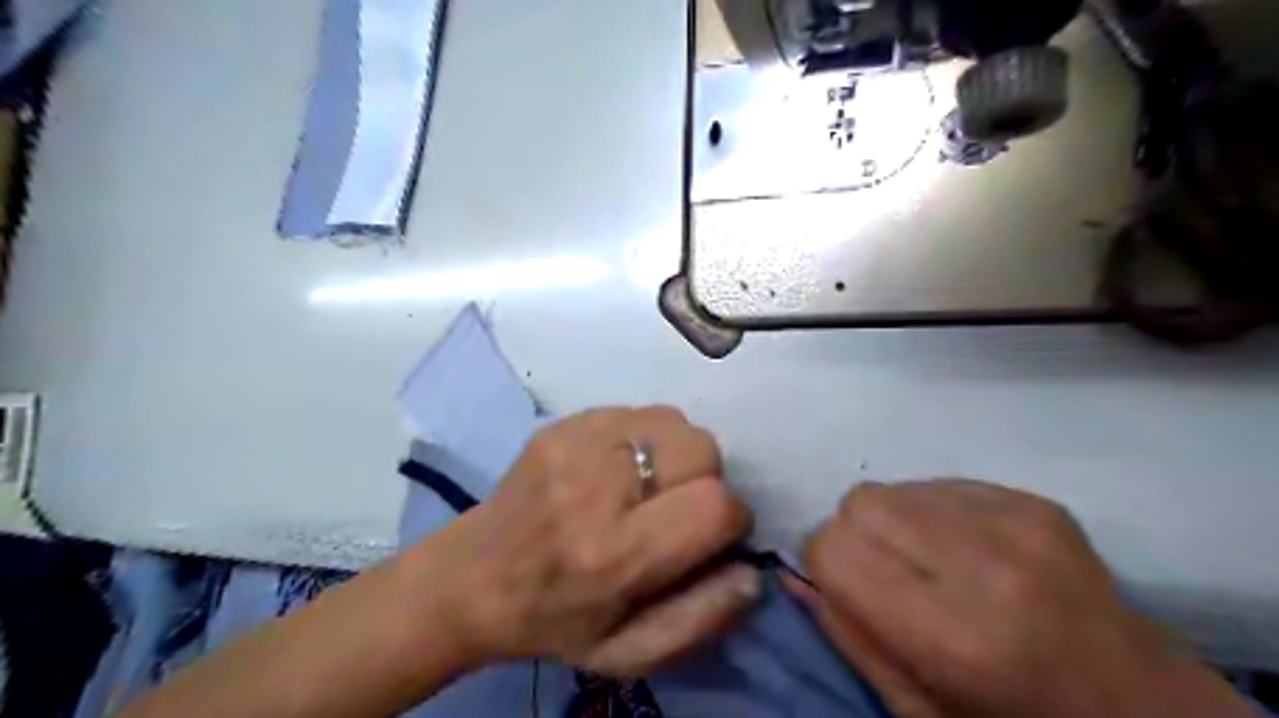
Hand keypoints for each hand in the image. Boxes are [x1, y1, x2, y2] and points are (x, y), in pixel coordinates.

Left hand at [416, 408, 757, 675]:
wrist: (472, 577)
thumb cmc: (555, 621)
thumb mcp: (627, 651)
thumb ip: (701, 617)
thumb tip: (752, 571)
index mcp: (615, 552)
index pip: (714, 505)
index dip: (728, 521)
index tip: (709, 536)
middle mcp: (596, 486)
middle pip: (701, 449)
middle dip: (707, 479)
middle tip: (675, 508)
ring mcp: (575, 442)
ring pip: (674, 421)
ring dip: (678, 453)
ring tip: (647, 485)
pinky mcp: (563, 422)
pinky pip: (638, 411)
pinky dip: (646, 436)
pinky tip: (620, 467)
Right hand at [797, 484, 1255, 717]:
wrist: (1141, 708)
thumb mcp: (919, 713)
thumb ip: (849, 636)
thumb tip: (795, 575)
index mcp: (953, 635)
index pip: (833, 547)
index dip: (824, 567)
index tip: (844, 590)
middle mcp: (985, 563)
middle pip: (859, 504)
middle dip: (854, 537)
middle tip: (886, 577)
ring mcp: (1017, 521)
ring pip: (893, 487)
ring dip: (891, 523)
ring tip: (928, 565)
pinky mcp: (1034, 500)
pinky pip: (937, 484)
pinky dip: (929, 513)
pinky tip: (963, 551)